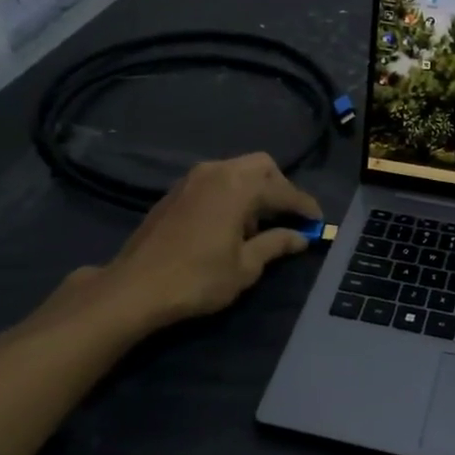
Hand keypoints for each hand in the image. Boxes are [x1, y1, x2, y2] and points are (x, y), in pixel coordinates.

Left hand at [104, 153, 322, 324]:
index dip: (305, 207)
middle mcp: (217, 172)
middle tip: (289, 217)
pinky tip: (230, 224)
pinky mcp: (176, 191)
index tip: (318, 222)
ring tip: (259, 225)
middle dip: (280, 188)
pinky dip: (232, 193)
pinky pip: (216, 181)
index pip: (284, 191)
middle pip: (262, 166)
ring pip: (237, 170)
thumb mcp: (245, 267)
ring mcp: (193, 179)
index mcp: (239, 186)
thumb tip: (301, 237)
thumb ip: (276, 244)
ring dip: (255, 190)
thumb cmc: (198, 279)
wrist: (135, 287)